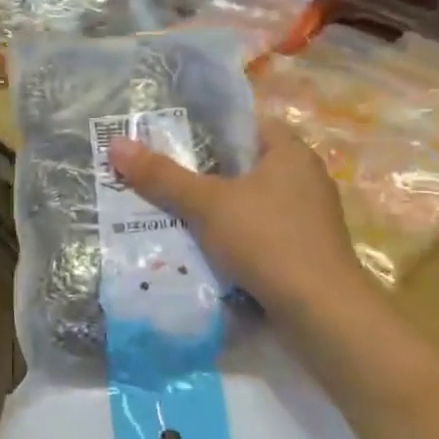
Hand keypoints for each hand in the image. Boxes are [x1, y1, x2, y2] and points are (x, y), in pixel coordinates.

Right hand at [108, 119, 361, 319]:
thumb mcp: (207, 204)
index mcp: (291, 153)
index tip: (172, 144)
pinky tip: (206, 252)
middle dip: (206, 176)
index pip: (246, 127)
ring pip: (251, 205)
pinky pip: (261, 235)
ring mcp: (309, 218)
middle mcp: (306, 178)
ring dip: (219, 213)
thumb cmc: (267, 240)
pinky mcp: (306, 252)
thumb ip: (162, 176)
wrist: (322, 311)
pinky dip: (236, 240)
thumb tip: (116, 144)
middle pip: (245, 167)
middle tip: (163, 181)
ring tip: (174, 218)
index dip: (209, 131)